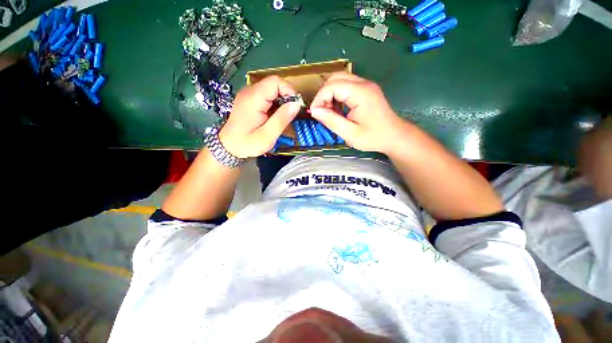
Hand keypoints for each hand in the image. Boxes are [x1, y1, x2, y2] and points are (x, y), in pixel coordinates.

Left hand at [219, 76, 301, 157]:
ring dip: (281, 102)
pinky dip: (275, 104)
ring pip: (271, 90)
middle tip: (290, 115)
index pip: (275, 82)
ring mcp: (248, 94)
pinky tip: (274, 117)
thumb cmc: (247, 143)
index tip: (295, 107)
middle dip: (286, 98)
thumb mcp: (267, 136)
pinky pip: (266, 96)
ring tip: (282, 118)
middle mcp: (249, 91)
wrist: (228, 146)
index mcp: (253, 98)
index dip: (289, 91)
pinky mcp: (249, 99)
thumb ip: (281, 119)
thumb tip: (296, 104)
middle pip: (274, 84)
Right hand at [310, 73, 411, 154]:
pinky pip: (346, 85)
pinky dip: (337, 94)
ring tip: (329, 111)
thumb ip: (331, 121)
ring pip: (340, 79)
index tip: (315, 114)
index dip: (319, 99)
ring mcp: (366, 85)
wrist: (394, 136)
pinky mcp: (366, 89)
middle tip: (321, 112)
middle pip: (335, 78)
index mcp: (361, 93)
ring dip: (329, 93)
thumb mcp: (350, 134)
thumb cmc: (374, 137)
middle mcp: (364, 84)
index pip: (332, 86)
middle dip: (323, 94)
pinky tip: (337, 108)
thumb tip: (314, 111)